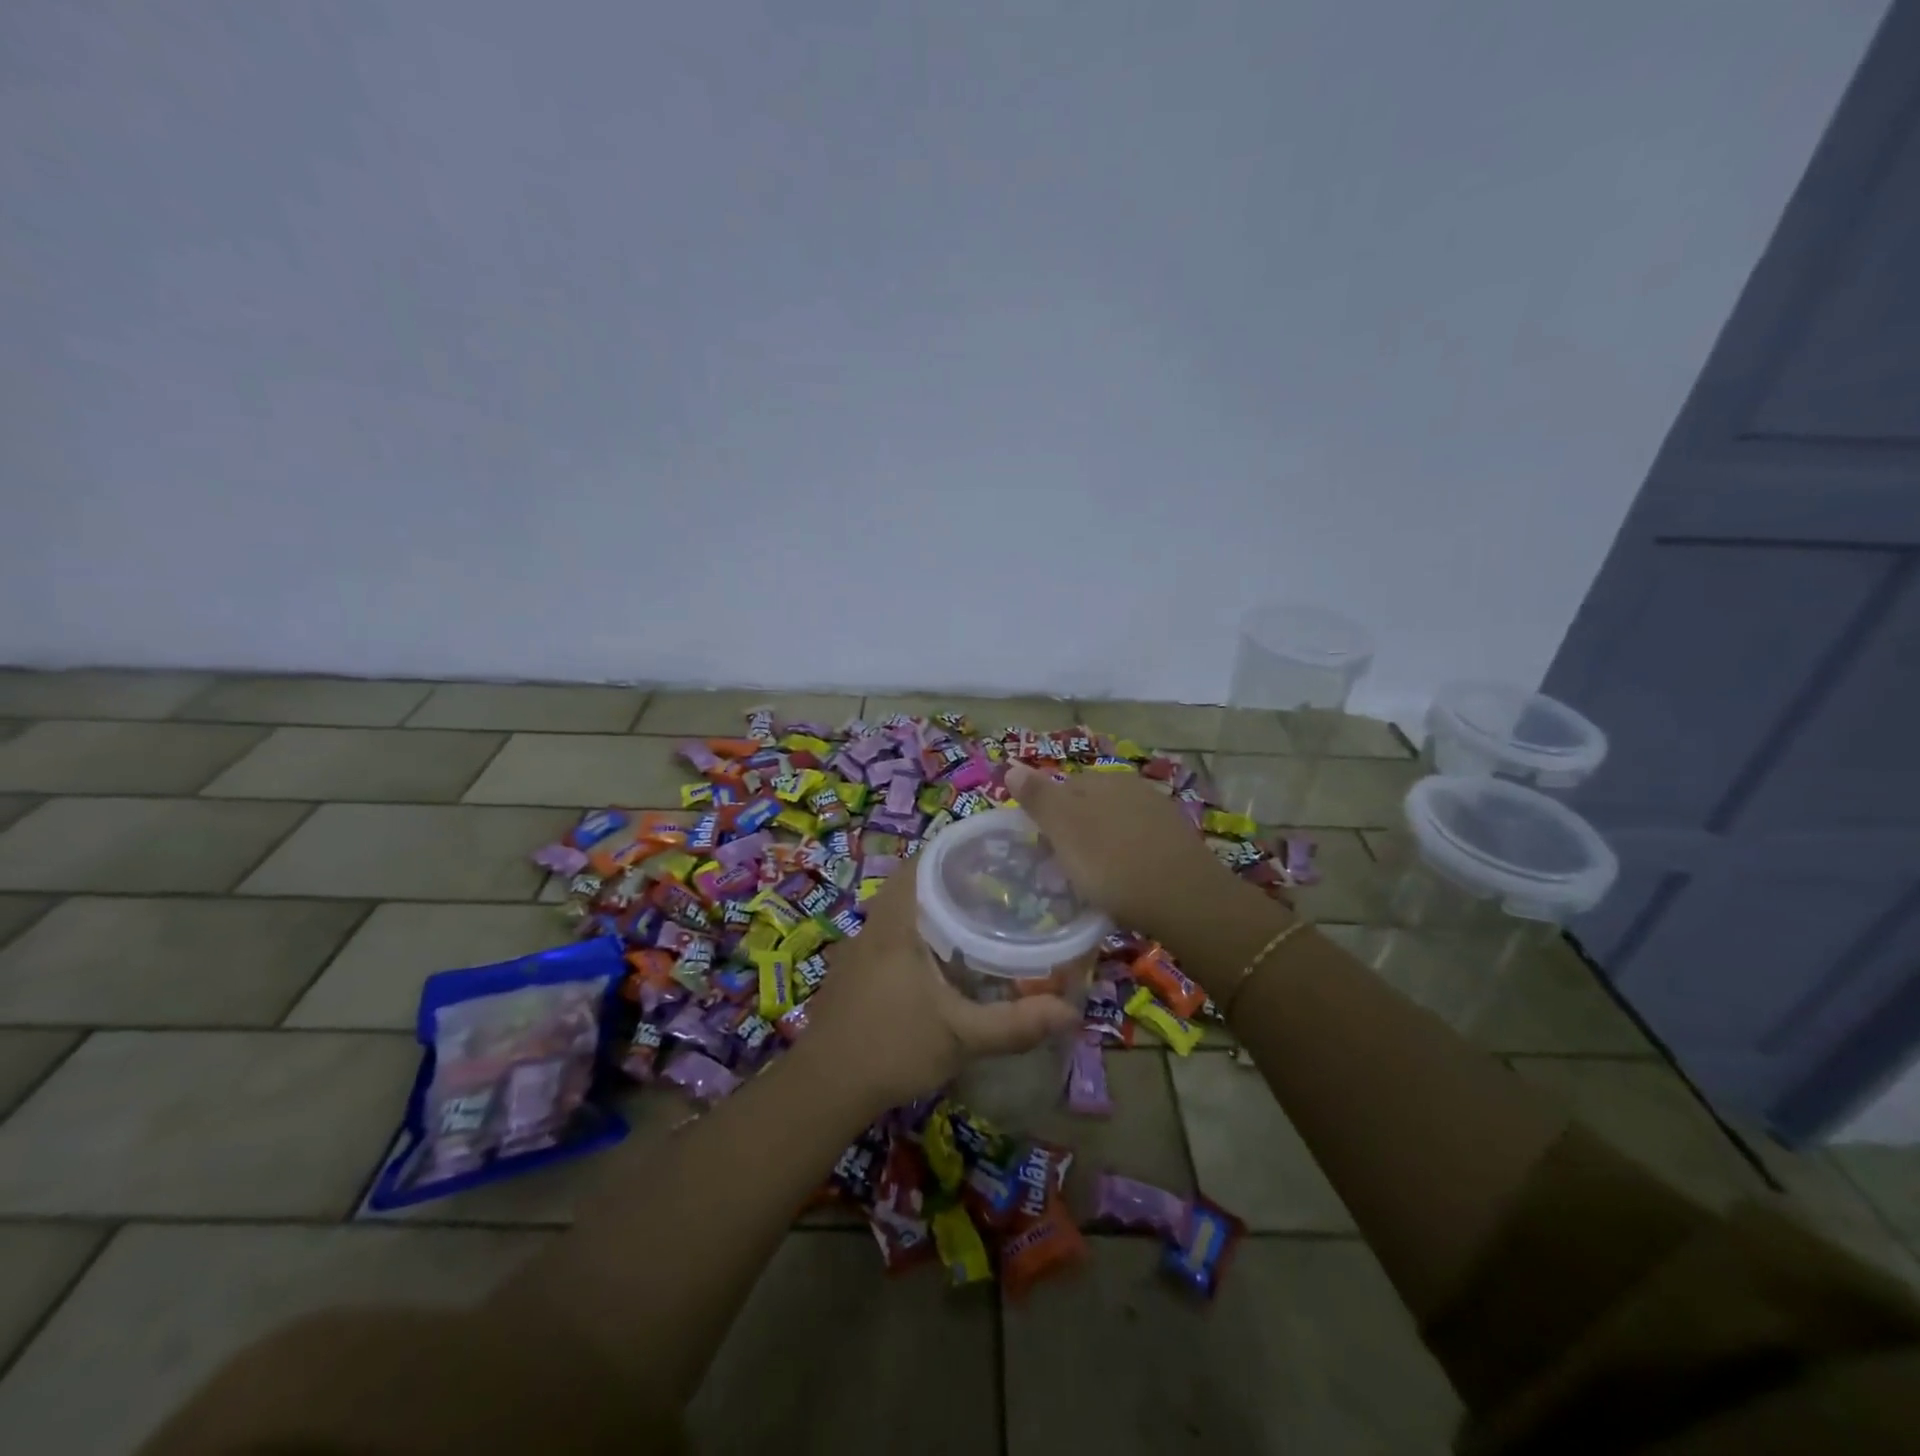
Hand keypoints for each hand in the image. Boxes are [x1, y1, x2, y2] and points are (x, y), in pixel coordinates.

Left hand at [800, 866, 1080, 1111]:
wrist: (823, 1088)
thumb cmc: (892, 1047)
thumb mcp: (961, 1037)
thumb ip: (1016, 1024)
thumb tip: (1072, 1012)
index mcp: (896, 924)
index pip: (921, 863)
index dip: (953, 851)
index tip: (990, 856)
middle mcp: (874, 927)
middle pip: (912, 885)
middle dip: (949, 881)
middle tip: (993, 888)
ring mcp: (857, 950)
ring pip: (898, 912)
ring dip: (930, 910)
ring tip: (973, 920)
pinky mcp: (851, 974)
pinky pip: (888, 937)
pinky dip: (914, 936)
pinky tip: (938, 962)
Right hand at [1005, 761, 1233, 937]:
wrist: (1186, 900)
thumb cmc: (1113, 864)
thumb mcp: (1064, 829)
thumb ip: (1038, 797)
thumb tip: (1011, 765)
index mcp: (1102, 780)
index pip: (1061, 787)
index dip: (1046, 817)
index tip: (1040, 849)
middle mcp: (1132, 787)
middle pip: (1089, 804)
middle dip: (1074, 830)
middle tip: (1062, 867)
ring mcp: (1159, 813)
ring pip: (1115, 824)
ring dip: (1100, 845)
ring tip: (1092, 879)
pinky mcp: (1178, 841)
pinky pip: (1138, 843)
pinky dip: (1126, 858)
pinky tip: (1125, 882)